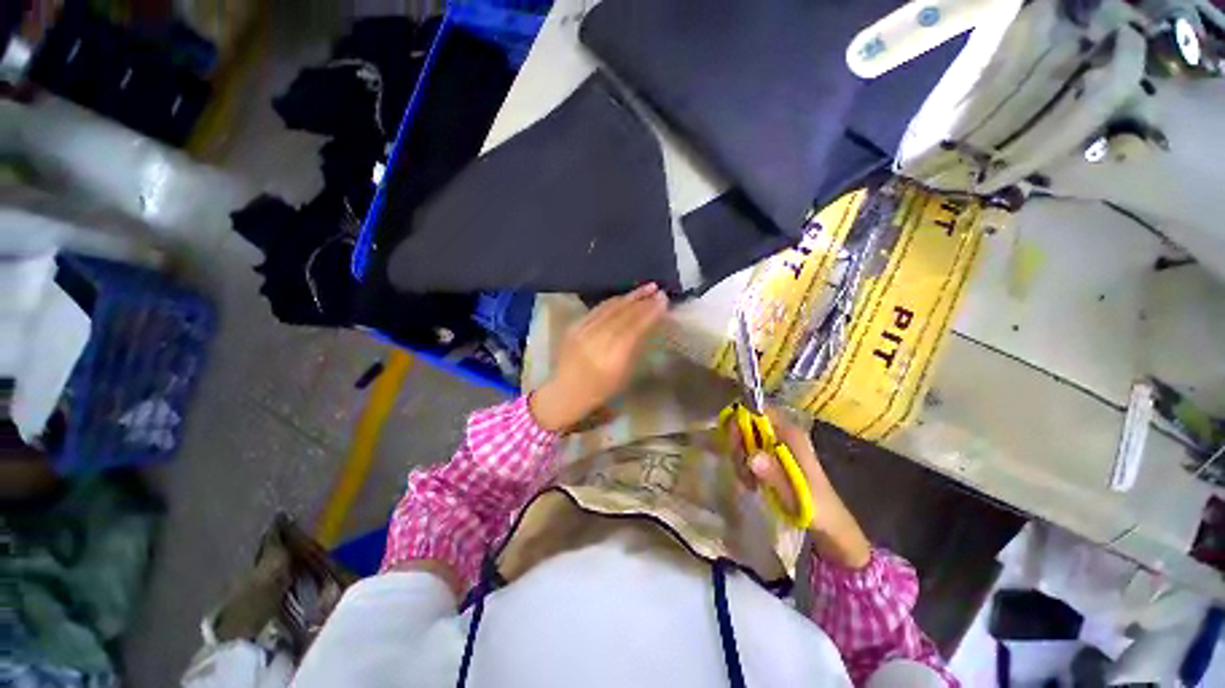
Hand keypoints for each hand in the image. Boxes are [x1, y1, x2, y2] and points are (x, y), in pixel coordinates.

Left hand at [529, 284, 668, 432]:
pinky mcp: (573, 327)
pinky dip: (613, 302)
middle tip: (658, 291)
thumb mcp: (625, 374)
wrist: (566, 392)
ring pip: (609, 309)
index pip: (634, 328)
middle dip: (642, 301)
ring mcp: (582, 332)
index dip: (649, 313)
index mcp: (612, 359)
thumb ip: (636, 347)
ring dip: (629, 297)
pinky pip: (596, 310)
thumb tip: (649, 324)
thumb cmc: (601, 389)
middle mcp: (595, 342)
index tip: (663, 301)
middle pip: (622, 316)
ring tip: (646, 288)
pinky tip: (624, 297)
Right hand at [731, 409, 871, 568]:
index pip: (759, 410)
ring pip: (747, 438)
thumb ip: (773, 473)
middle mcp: (784, 433)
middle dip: (739, 443)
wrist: (829, 525)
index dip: (741, 419)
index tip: (733, 440)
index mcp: (791, 433)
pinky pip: (751, 451)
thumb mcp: (793, 492)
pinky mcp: (774, 457)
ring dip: (741, 457)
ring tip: (747, 480)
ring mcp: (778, 445)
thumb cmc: (814, 507)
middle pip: (749, 423)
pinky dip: (745, 465)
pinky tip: (750, 482)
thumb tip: (752, 456)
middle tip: (740, 467)